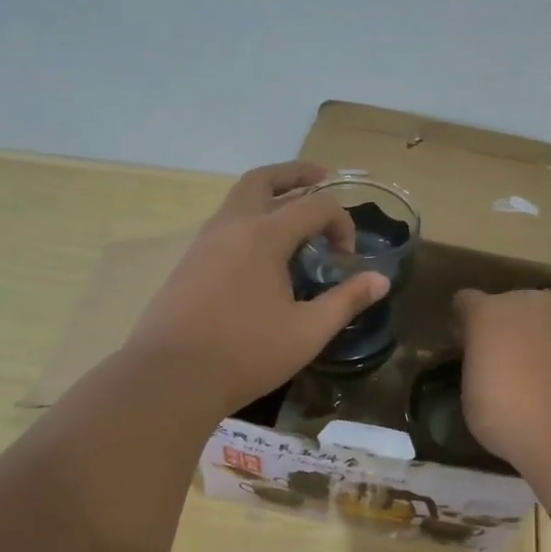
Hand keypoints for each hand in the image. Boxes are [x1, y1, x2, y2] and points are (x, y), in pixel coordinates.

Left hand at [125, 162, 389, 413]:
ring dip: (270, 195)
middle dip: (297, 174)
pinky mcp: (189, 261)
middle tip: (322, 177)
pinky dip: (250, 218)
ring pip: (239, 198)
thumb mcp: (307, 332)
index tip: (347, 256)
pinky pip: (225, 223)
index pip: (315, 206)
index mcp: (264, 235)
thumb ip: (346, 301)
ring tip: (295, 213)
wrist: (170, 377)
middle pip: (264, 179)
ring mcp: (204, 241)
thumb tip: (380, 280)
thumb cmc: (245, 354)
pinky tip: (262, 251)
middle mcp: (232, 225)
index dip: (341, 223)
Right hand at [452, 287, 550, 466]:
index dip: (465, 321)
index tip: (465, 344)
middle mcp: (526, 300)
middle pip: (509, 302)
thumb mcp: (471, 398)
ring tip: (548, 352)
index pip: (466, 301)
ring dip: (543, 322)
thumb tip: (483, 361)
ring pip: (549, 304)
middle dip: (506, 324)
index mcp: (486, 314)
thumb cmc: (510, 419)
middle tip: (508, 358)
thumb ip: (476, 367)